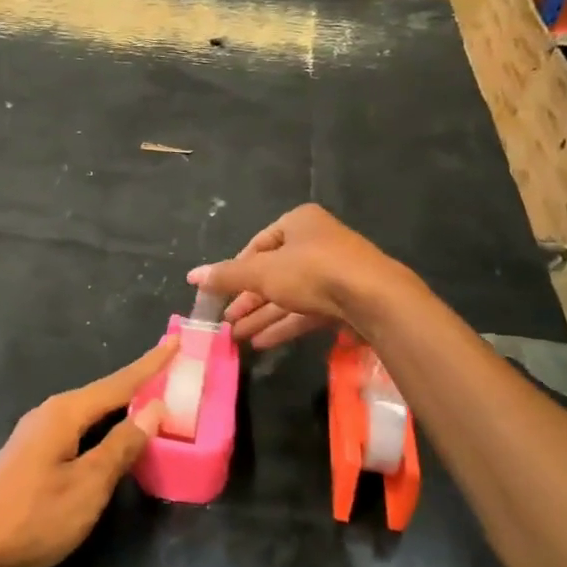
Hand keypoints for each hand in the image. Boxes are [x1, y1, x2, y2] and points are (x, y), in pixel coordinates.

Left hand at [0, 338, 177, 566]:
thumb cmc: (32, 519)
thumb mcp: (87, 485)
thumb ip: (121, 446)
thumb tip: (153, 408)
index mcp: (64, 413)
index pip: (119, 383)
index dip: (151, 365)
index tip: (177, 341)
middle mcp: (49, 415)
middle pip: (104, 394)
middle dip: (138, 383)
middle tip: (172, 372)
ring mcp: (36, 438)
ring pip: (89, 415)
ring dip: (120, 408)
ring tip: (151, 402)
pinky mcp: (30, 460)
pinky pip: (78, 433)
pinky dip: (103, 430)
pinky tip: (111, 441)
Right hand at [190, 204, 399, 348]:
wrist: (375, 299)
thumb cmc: (313, 272)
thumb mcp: (262, 272)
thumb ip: (227, 276)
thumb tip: (191, 276)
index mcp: (299, 222)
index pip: (258, 244)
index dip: (237, 269)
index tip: (222, 292)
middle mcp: (317, 242)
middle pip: (273, 272)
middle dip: (248, 299)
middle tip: (226, 321)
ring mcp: (333, 271)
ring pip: (289, 294)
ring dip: (262, 316)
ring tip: (237, 338)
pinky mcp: (344, 299)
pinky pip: (306, 310)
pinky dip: (284, 325)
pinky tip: (262, 343)